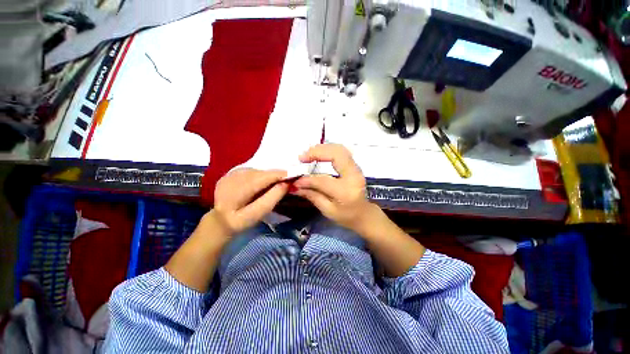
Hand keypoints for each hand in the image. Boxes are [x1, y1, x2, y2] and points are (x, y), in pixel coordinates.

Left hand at [213, 168, 288, 235]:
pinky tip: (260, 183)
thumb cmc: (239, 222)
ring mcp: (229, 174)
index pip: (264, 177)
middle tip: (287, 181)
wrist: (219, 221)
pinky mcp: (229, 173)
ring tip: (274, 183)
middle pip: (261, 172)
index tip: (294, 175)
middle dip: (275, 175)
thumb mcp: (257, 215)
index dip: (280, 175)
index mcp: (237, 190)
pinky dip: (259, 175)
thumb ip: (272, 198)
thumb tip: (286, 183)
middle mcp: (233, 177)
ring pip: (256, 170)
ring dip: (267, 175)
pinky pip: (250, 170)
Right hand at [293, 144, 372, 230]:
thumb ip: (312, 196)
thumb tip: (295, 186)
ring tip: (308, 154)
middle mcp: (353, 176)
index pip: (323, 180)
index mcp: (346, 191)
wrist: (364, 214)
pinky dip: (328, 150)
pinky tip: (319, 154)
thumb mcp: (328, 210)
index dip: (307, 179)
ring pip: (340, 149)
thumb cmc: (346, 216)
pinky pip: (342, 152)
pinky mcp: (355, 166)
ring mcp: (356, 169)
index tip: (295, 180)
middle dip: (317, 152)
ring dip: (322, 148)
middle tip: (302, 157)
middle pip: (336, 154)